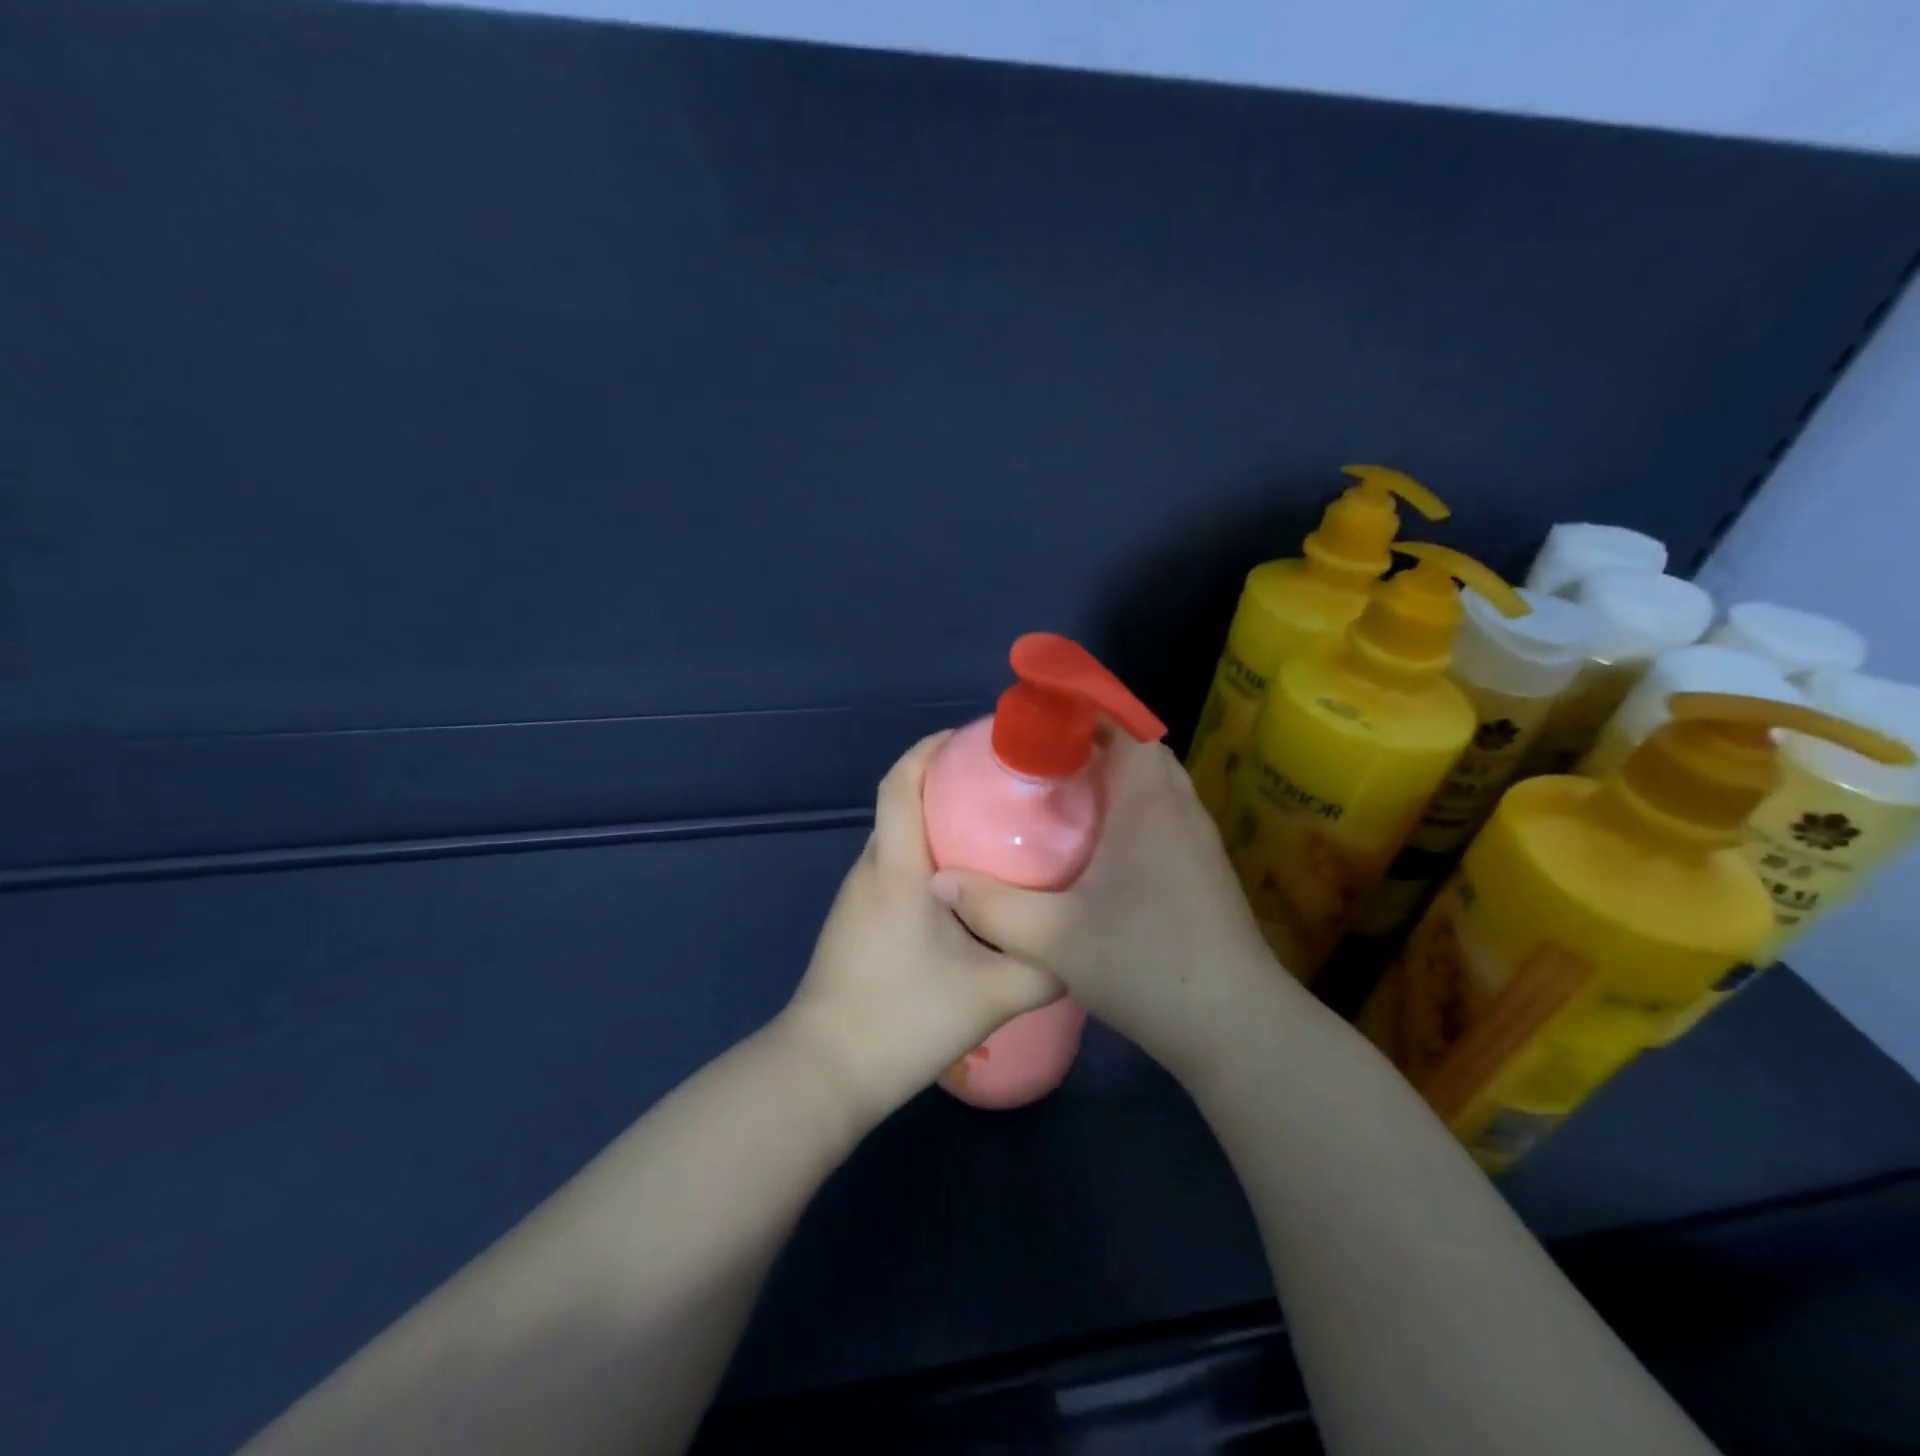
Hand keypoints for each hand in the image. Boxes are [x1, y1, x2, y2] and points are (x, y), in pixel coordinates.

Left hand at [782, 732, 1063, 1122]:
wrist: (826, 1072)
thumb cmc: (904, 1018)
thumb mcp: (993, 994)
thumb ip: (1045, 965)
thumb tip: (1081, 943)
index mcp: (896, 867)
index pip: (901, 782)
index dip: (931, 748)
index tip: (973, 738)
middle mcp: (871, 870)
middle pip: (903, 804)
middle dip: (948, 784)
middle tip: (1007, 790)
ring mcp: (858, 897)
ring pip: (900, 841)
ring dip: (939, 825)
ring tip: (996, 835)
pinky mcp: (857, 923)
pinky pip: (895, 870)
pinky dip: (928, 859)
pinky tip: (966, 890)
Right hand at [928, 733, 1311, 1081]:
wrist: (1234, 1025)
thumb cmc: (1144, 962)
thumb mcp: (1053, 938)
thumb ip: (992, 906)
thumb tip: (939, 882)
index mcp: (1148, 803)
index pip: (1125, 728)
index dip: (1085, 714)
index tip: (1041, 723)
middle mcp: (1180, 809)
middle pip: (1143, 752)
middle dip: (1097, 746)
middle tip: (1045, 763)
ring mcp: (1200, 841)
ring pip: (1158, 787)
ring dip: (1119, 780)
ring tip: (1067, 799)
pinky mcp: (1207, 872)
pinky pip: (1166, 817)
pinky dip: (1135, 812)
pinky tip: (1101, 850)